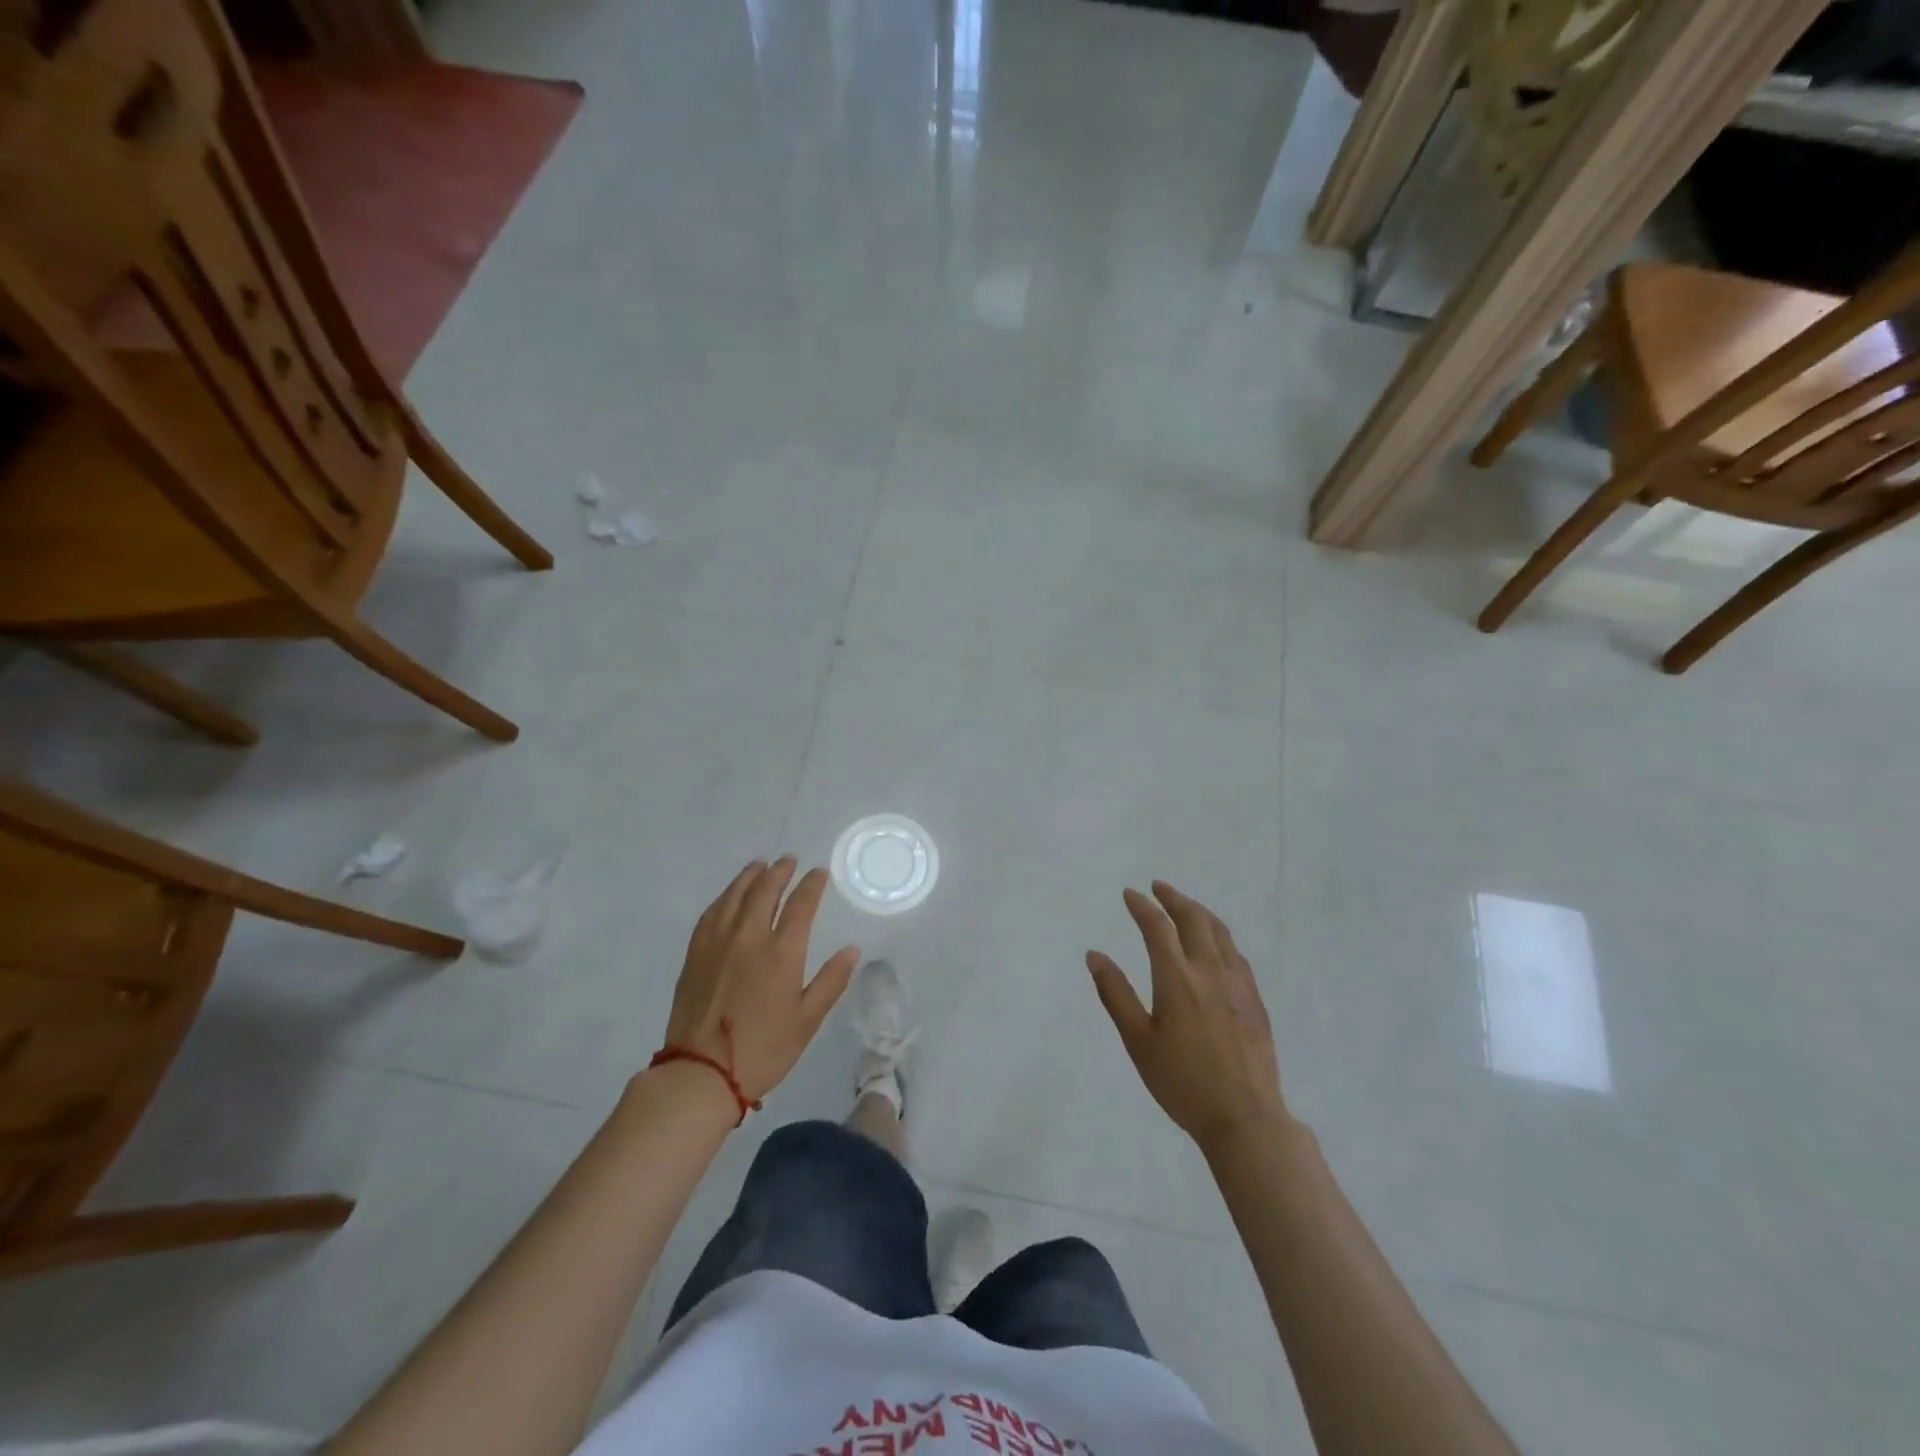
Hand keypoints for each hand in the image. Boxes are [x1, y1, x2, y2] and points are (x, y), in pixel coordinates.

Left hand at [661, 857, 859, 1103]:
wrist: (700, 1073)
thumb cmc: (763, 1050)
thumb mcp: (807, 1021)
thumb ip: (831, 981)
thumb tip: (852, 950)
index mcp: (781, 953)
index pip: (800, 905)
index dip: (812, 885)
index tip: (819, 873)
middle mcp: (749, 938)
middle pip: (765, 891)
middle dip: (780, 871)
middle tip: (789, 860)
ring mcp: (717, 943)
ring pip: (735, 895)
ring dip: (750, 876)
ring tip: (760, 866)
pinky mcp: (695, 954)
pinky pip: (711, 913)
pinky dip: (724, 897)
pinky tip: (729, 896)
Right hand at [1086, 881, 1286, 1155]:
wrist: (1245, 1118)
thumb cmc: (1182, 1082)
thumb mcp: (1138, 1041)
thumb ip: (1115, 994)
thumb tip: (1094, 955)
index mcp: (1177, 979)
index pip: (1157, 927)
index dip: (1142, 906)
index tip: (1130, 894)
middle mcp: (1209, 972)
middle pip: (1194, 919)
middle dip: (1173, 898)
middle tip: (1158, 888)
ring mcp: (1237, 985)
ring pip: (1220, 932)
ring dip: (1200, 912)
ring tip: (1186, 906)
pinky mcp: (1255, 1001)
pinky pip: (1237, 954)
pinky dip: (1220, 936)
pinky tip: (1216, 945)